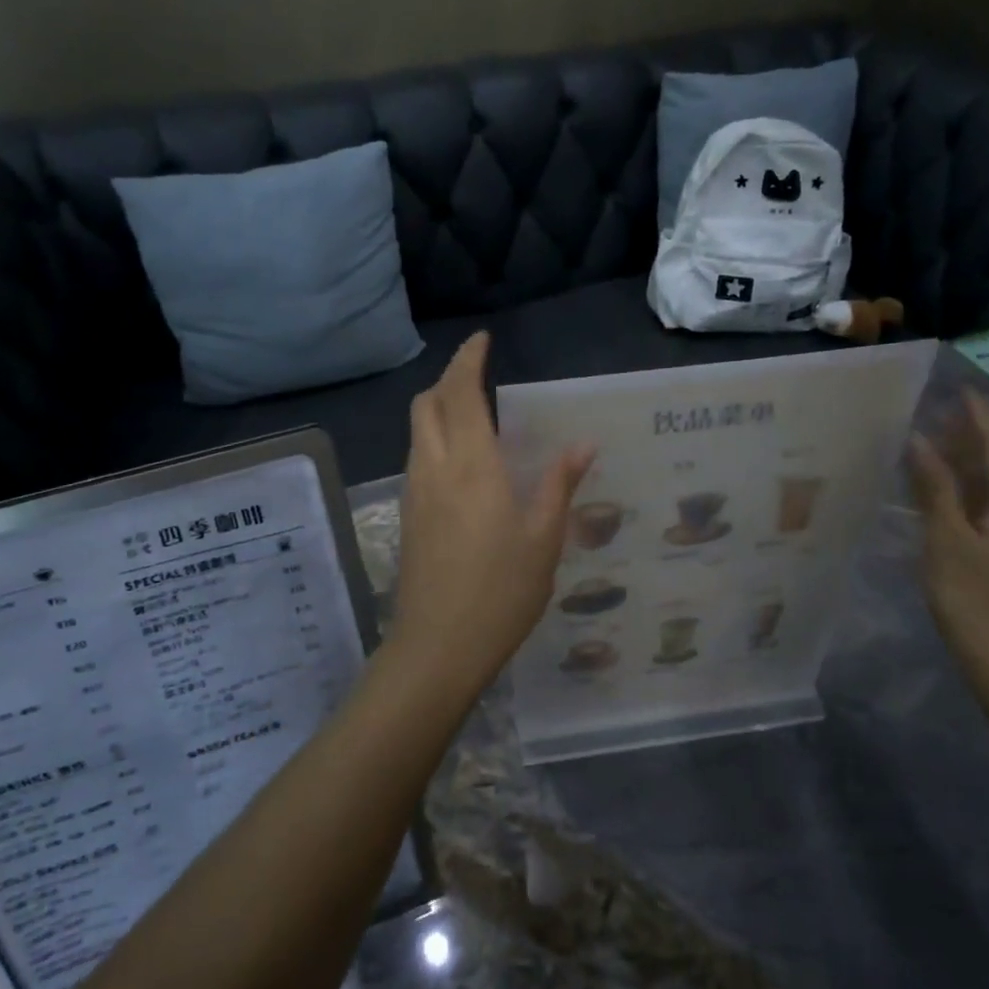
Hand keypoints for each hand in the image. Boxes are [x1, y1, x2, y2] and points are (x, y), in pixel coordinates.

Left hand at [391, 334, 593, 692]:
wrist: (437, 648)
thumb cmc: (501, 592)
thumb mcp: (544, 539)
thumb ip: (559, 484)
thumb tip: (582, 444)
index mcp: (472, 466)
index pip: (460, 393)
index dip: (468, 361)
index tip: (481, 341)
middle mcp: (435, 468)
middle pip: (426, 404)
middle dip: (448, 380)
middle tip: (478, 378)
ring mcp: (414, 492)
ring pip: (417, 430)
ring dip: (438, 409)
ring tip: (472, 416)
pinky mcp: (406, 515)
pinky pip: (417, 457)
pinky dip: (433, 439)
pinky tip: (461, 464)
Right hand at [907, 389, 988, 683]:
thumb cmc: (976, 599)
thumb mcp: (947, 539)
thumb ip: (935, 487)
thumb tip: (920, 441)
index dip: (980, 416)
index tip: (958, 389)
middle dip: (974, 435)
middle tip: (937, 413)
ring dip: (971, 461)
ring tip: (935, 443)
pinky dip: (972, 488)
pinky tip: (946, 489)